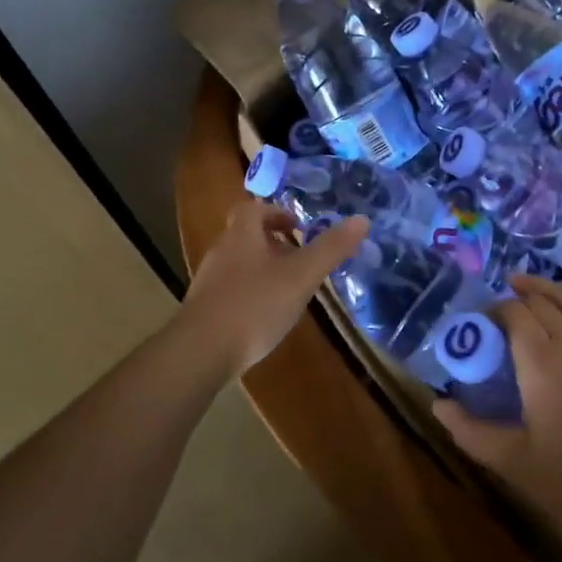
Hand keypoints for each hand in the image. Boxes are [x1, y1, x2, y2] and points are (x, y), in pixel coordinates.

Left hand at [175, 200, 368, 376]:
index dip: (276, 213)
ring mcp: (208, 281)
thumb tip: (361, 219)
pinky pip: (231, 289)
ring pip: (239, 263)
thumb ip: (330, 249)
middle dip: (274, 243)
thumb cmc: (254, 306)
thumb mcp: (301, 276)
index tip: (299, 228)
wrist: (200, 352)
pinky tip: (265, 316)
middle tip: (300, 259)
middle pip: (246, 235)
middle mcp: (221, 251)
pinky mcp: (204, 308)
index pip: (254, 209)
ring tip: (288, 289)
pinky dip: (250, 293)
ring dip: (263, 268)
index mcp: (241, 235)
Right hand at [433, 275, 561, 537]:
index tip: (476, 324)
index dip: (493, 310)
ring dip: (551, 288)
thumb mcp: (510, 461)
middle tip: (494, 308)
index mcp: (540, 361)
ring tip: (527, 284)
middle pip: (542, 303)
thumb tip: (439, 404)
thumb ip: (470, 431)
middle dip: (516, 296)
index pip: (514, 314)